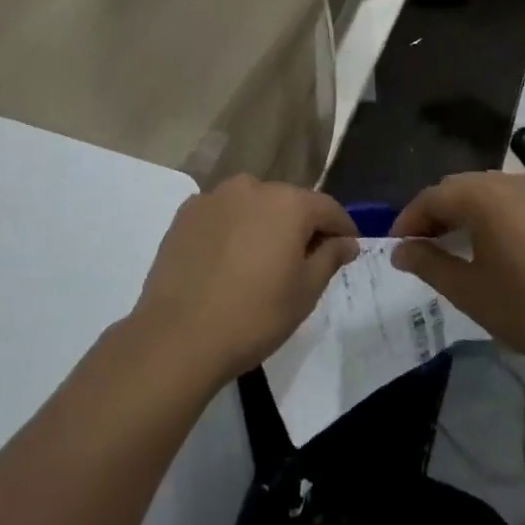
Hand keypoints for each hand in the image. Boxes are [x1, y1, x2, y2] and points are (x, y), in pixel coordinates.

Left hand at [130, 176, 359, 384]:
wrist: (178, 336)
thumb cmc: (254, 316)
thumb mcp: (305, 292)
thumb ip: (330, 257)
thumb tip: (346, 241)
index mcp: (288, 203)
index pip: (327, 208)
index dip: (342, 228)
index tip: (347, 249)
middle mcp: (252, 188)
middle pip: (288, 202)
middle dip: (300, 226)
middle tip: (303, 261)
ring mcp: (214, 197)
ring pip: (252, 205)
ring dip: (263, 224)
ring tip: (261, 260)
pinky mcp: (185, 213)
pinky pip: (222, 214)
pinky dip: (232, 229)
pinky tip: (227, 260)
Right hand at [390, 172, 524, 371]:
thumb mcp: (470, 291)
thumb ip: (429, 264)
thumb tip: (400, 250)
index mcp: (483, 196)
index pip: (432, 197)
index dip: (409, 220)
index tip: (396, 247)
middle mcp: (510, 181)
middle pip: (459, 187)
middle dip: (435, 212)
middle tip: (421, 246)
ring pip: (488, 190)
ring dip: (465, 211)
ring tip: (454, 244)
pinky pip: (514, 199)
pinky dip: (494, 214)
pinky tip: (495, 243)